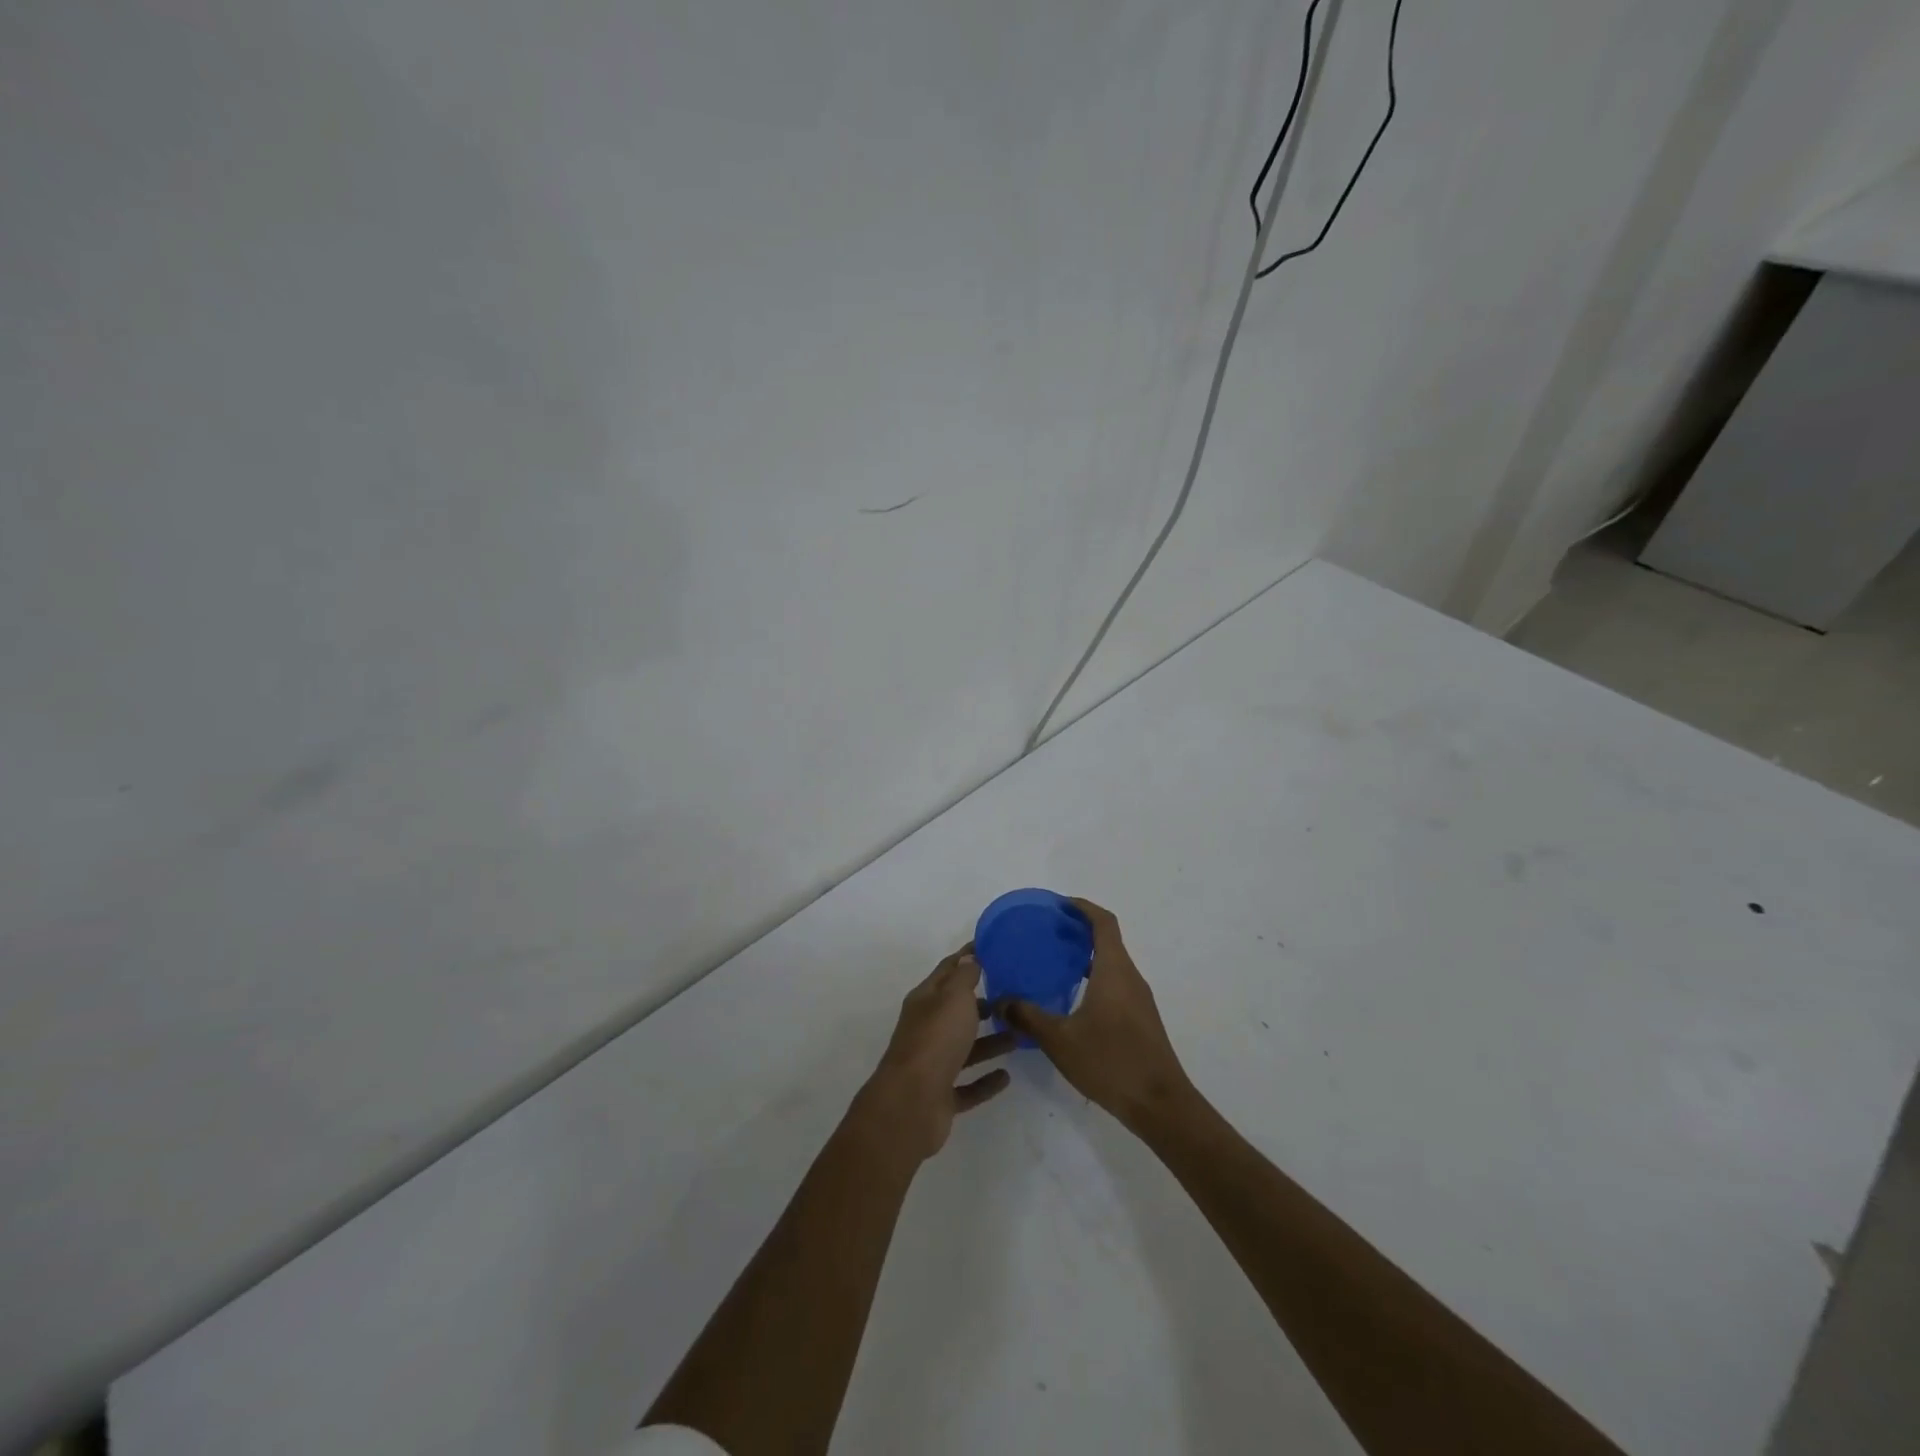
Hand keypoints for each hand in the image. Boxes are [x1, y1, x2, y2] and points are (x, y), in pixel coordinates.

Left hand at [856, 946, 1014, 1161]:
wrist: (911, 1103)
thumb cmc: (936, 1039)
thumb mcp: (953, 998)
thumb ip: (964, 977)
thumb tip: (969, 958)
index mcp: (925, 1000)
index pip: (948, 970)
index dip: (967, 957)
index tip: (991, 947)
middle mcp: (927, 1029)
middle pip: (956, 1011)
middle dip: (981, 1003)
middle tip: (1013, 996)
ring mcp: (933, 1064)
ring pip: (965, 1048)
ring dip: (990, 1042)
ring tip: (1018, 1036)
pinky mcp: (941, 1096)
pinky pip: (968, 1085)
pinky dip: (985, 1081)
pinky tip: (1006, 1076)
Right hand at [999, 899, 1194, 1130]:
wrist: (1160, 1105)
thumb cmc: (1111, 1062)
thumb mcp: (1060, 1040)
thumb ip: (1028, 1017)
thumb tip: (1001, 1001)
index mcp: (1114, 970)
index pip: (1103, 922)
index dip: (1082, 907)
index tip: (1058, 904)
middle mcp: (1130, 977)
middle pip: (1108, 940)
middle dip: (1078, 930)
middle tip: (1046, 933)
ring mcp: (1139, 1000)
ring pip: (1112, 964)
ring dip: (1086, 956)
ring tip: (1053, 963)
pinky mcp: (1140, 1019)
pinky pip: (1115, 984)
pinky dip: (1094, 978)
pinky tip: (1072, 999)